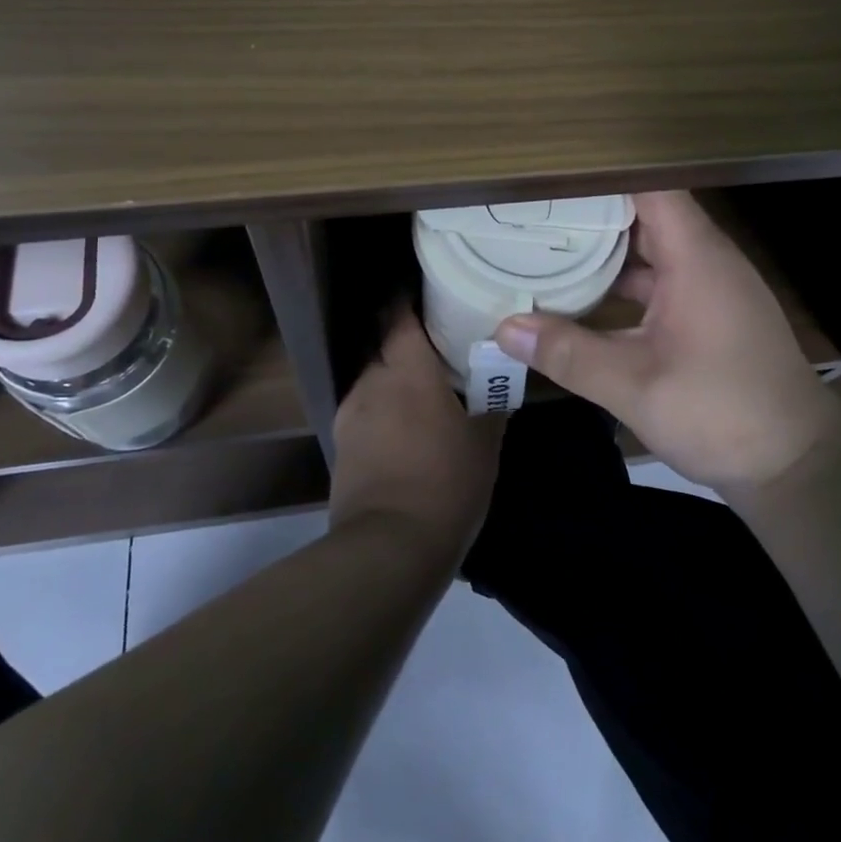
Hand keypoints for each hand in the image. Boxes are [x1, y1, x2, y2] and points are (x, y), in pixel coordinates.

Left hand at [330, 310, 504, 560]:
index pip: (398, 316)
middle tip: (434, 347)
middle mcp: (372, 381)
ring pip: (373, 380)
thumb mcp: (485, 442)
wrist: (389, 548)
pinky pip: (364, 412)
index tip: (425, 293)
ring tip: (419, 392)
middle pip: (383, 345)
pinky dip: (382, 411)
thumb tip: (499, 379)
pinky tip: (402, 430)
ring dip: (393, 379)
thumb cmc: (446, 482)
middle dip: (404, 341)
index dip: (407, 300)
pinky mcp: (341, 446)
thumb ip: (491, 403)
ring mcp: (350, 414)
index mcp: (408, 370)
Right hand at [493, 190, 837, 493]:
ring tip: (544, 246)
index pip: (647, 187)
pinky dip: (621, 282)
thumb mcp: (635, 386)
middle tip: (529, 211)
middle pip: (642, 214)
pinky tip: (582, 297)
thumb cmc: (722, 412)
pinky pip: (657, 279)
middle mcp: (703, 259)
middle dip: (589, 212)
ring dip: (603, 250)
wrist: (797, 464)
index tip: (549, 178)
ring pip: (647, 250)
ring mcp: (707, 287)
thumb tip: (503, 328)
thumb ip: (568, 353)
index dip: (600, 176)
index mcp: (694, 256)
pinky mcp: (706, 313)